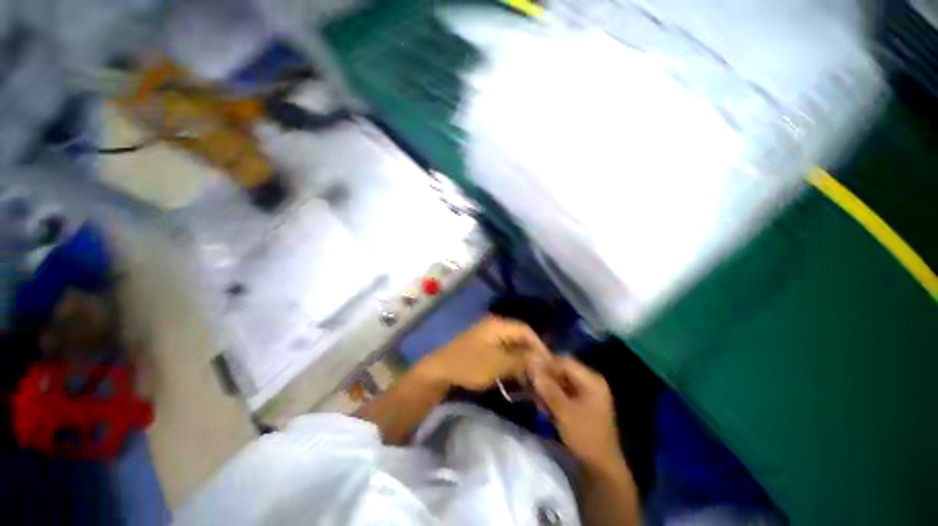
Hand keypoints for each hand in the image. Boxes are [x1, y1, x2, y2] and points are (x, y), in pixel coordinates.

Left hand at [418, 316, 549, 390]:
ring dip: (521, 362)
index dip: (539, 346)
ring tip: (530, 379)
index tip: (548, 364)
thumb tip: (542, 359)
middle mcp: (494, 328)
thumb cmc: (469, 365)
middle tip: (541, 374)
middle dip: (531, 356)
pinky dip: (510, 365)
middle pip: (519, 339)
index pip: (526, 330)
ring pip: (511, 348)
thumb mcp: (498, 364)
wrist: (439, 372)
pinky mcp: (482, 348)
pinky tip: (515, 379)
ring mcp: (487, 338)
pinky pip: (502, 354)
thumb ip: (521, 360)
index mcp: (498, 326)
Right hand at [528, 356, 622, 469]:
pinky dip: (552, 397)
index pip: (564, 362)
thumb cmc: (585, 437)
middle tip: (530, 387)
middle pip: (561, 371)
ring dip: (546, 389)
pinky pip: (562, 392)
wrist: (601, 469)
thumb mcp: (564, 412)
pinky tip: (543, 408)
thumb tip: (531, 365)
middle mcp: (590, 381)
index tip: (528, 370)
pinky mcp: (581, 403)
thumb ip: (547, 387)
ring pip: (560, 381)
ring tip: (536, 401)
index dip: (545, 364)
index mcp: (591, 380)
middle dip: (545, 378)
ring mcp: (586, 392)